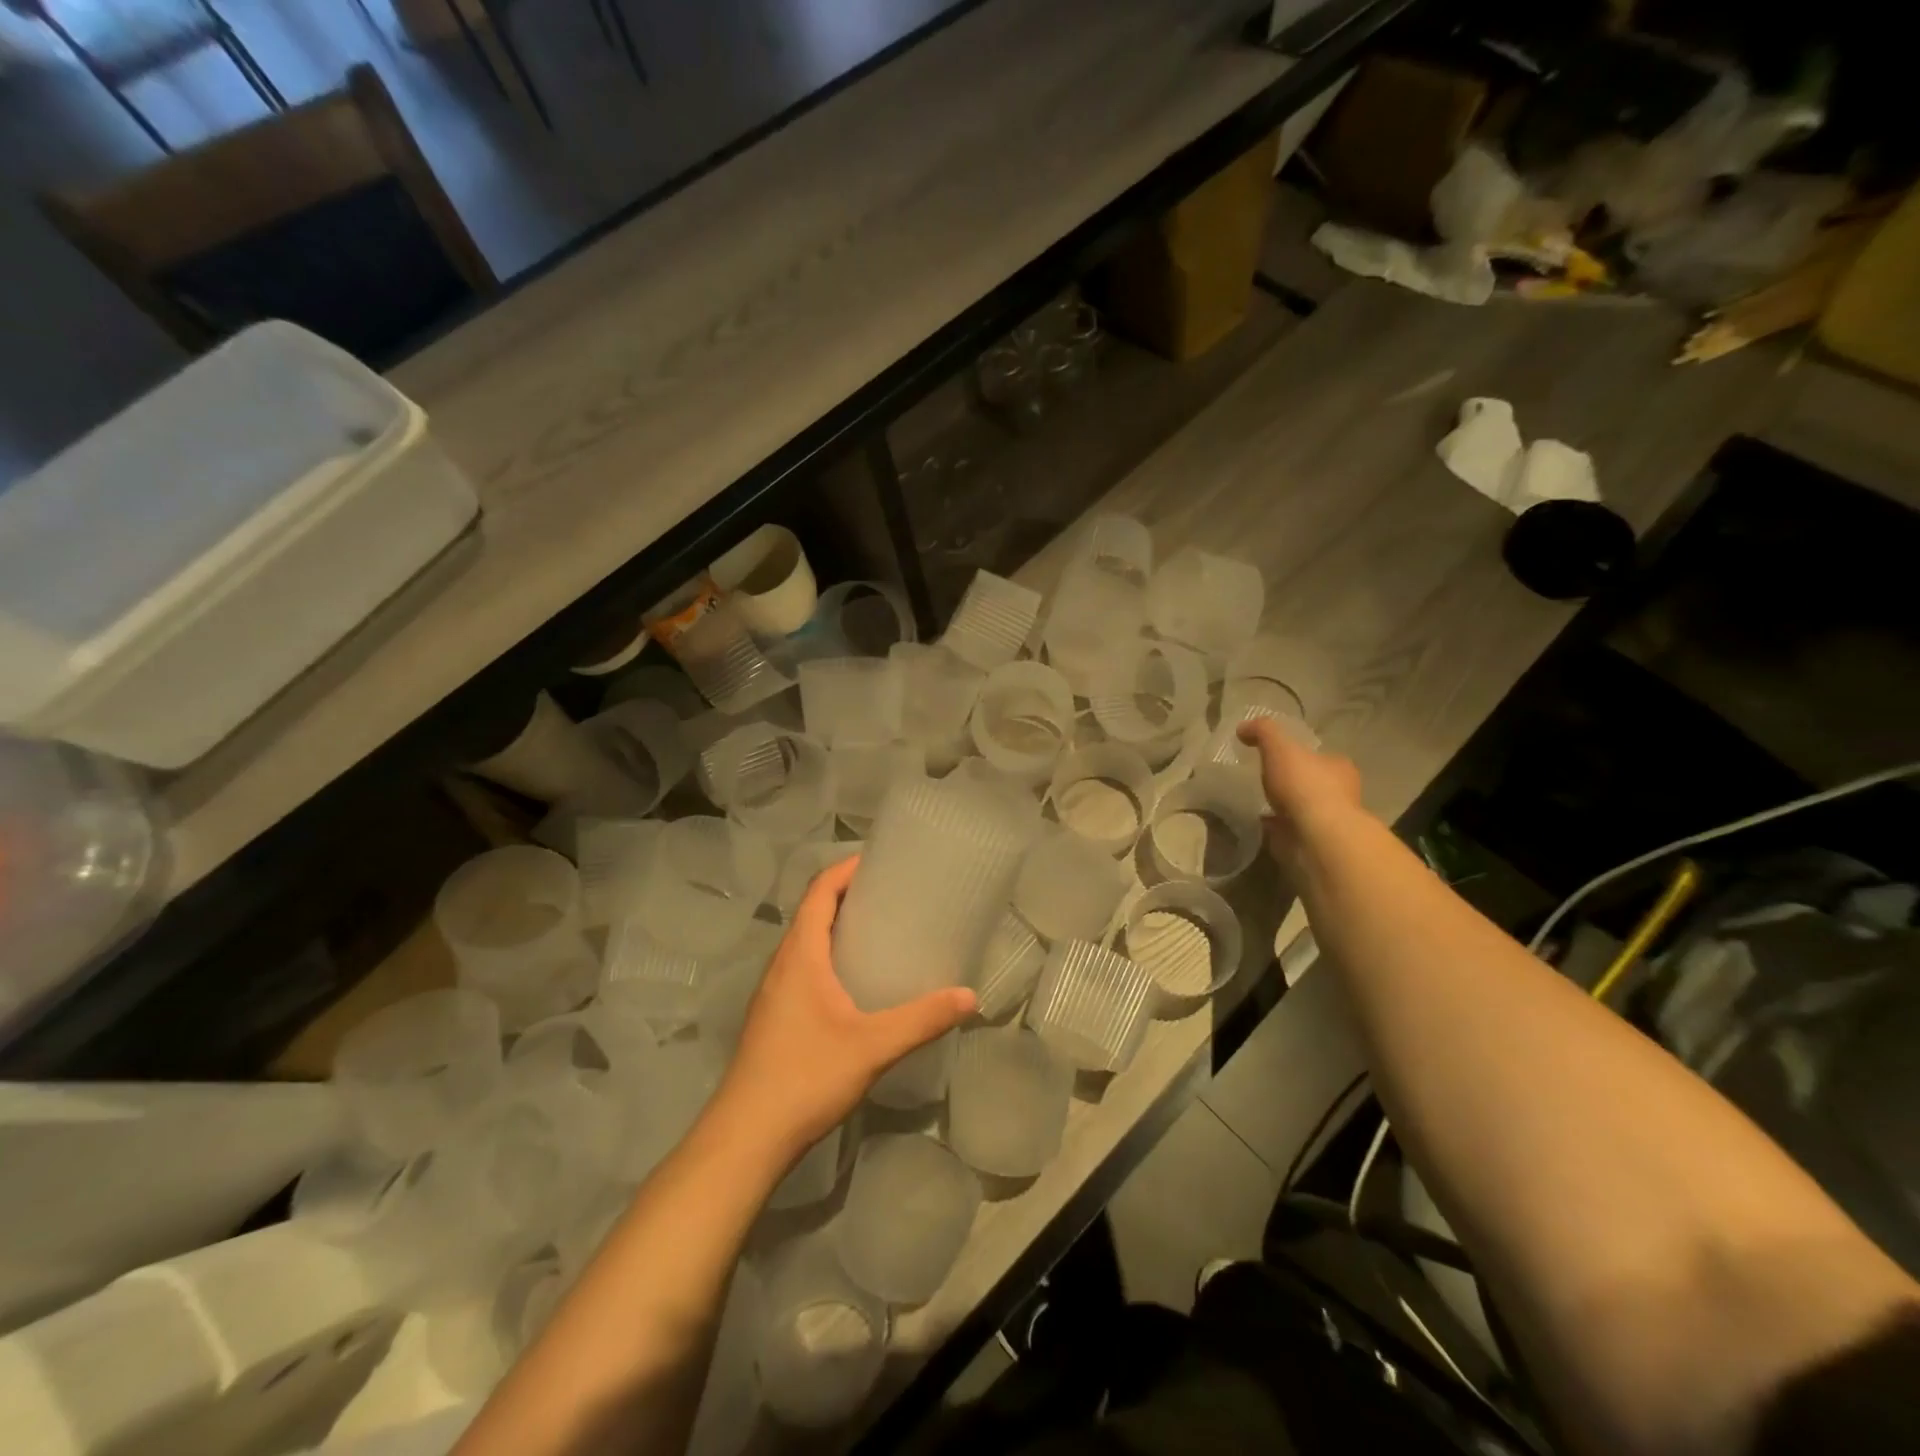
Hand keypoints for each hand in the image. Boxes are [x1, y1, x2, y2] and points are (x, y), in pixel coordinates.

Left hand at [716, 856, 974, 1162]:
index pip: (820, 891)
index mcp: (800, 955)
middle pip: (813, 912)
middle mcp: (782, 964)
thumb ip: (922, 1019)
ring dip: (837, 927)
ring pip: (806, 943)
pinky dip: (829, 957)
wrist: (745, 1138)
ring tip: (881, 932)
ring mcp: (773, 993)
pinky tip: (856, 984)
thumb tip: (970, 996)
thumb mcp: (872, 1046)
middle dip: (848, 895)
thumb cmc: (805, 1077)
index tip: (880, 860)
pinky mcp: (774, 1018)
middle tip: (893, 895)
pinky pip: (803, 969)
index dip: (846, 869)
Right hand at [1236, 718, 1362, 868]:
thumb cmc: (1303, 785)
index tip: (1276, 757)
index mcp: (1338, 766)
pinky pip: (1290, 829)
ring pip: (1302, 807)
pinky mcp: (1313, 842)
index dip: (1299, 755)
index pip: (1319, 756)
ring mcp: (1327, 820)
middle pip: (1312, 782)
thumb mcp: (1279, 746)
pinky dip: (1276, 826)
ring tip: (1257, 801)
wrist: (1315, 836)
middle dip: (1292, 782)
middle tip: (1265, 779)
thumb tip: (1244, 728)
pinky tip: (1259, 822)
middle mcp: (1340, 793)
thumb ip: (1263, 732)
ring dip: (1284, 806)